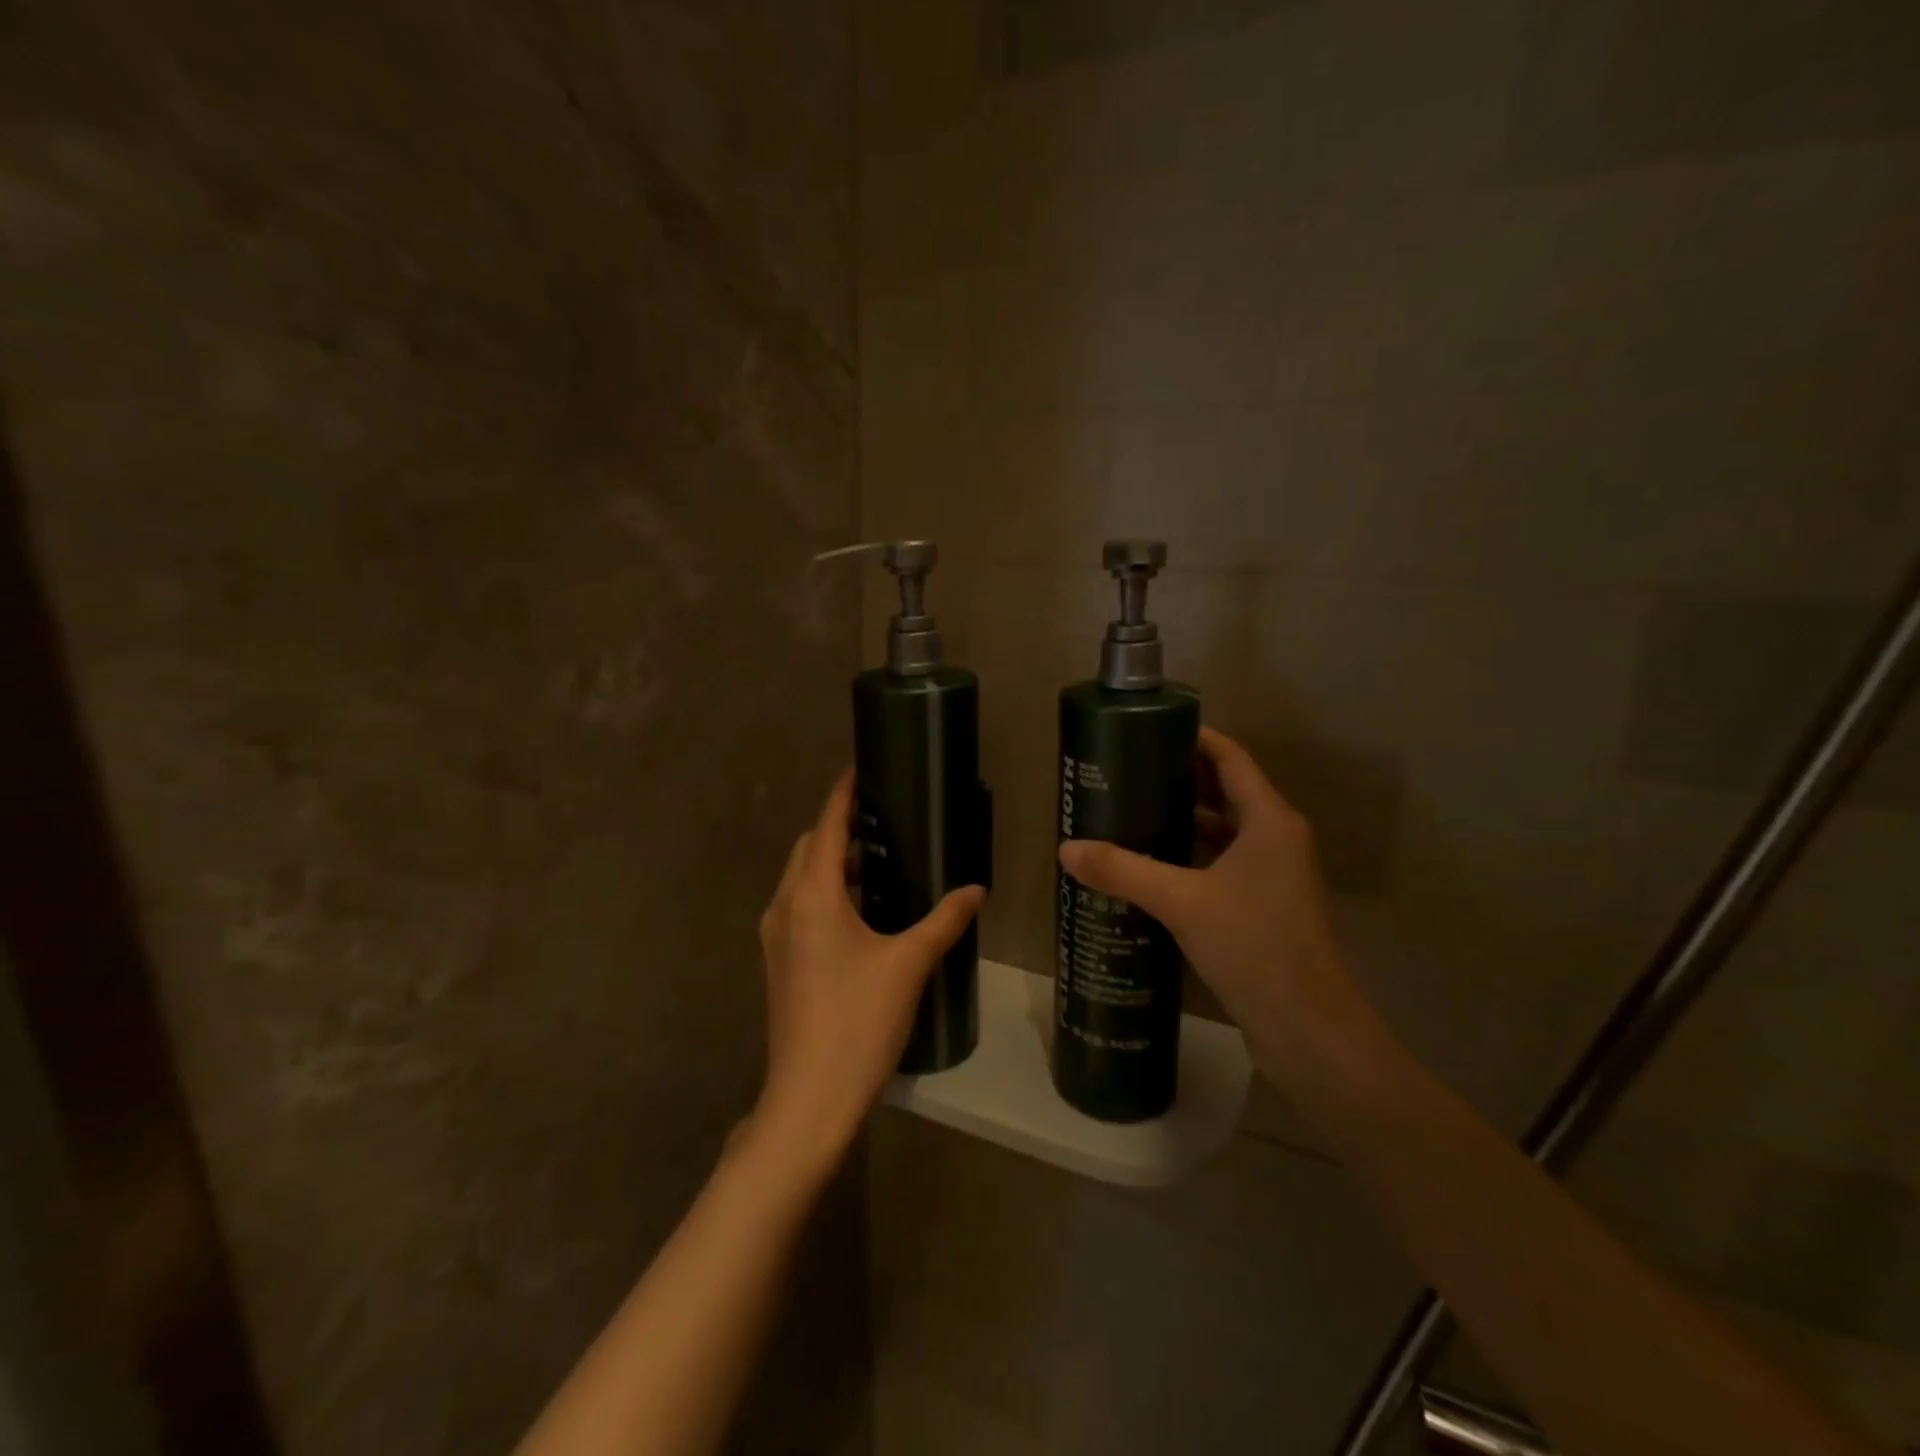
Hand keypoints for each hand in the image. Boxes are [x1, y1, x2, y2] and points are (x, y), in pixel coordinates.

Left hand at [753, 770, 984, 1174]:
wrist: (809, 1098)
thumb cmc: (859, 1022)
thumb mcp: (909, 965)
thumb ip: (944, 920)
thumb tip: (976, 890)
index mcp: (813, 897)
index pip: (827, 827)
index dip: (843, 795)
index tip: (862, 770)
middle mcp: (785, 907)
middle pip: (809, 848)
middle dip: (839, 827)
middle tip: (882, 818)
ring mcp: (776, 937)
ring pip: (801, 879)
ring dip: (833, 862)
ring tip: (879, 860)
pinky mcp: (778, 962)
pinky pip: (799, 906)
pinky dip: (825, 892)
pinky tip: (861, 911)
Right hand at [1057, 727, 1362, 1073]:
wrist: (1307, 1029)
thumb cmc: (1254, 946)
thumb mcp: (1182, 902)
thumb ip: (1123, 871)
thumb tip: (1066, 849)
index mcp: (1269, 820)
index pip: (1229, 757)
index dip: (1193, 738)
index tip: (1146, 731)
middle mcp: (1276, 838)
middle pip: (1224, 790)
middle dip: (1177, 779)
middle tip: (1124, 774)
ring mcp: (1273, 874)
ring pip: (1222, 831)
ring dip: (1181, 821)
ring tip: (1129, 814)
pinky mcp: (1264, 906)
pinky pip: (1221, 864)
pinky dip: (1189, 857)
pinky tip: (1149, 867)